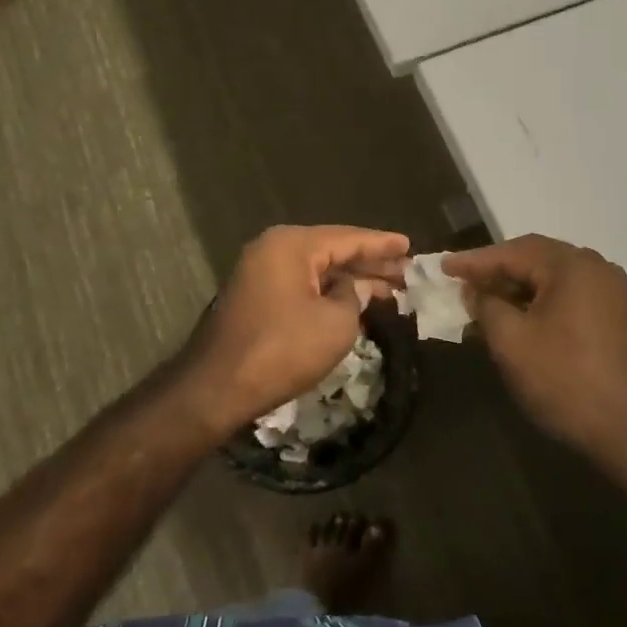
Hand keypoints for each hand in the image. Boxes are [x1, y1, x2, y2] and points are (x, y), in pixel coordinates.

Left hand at [182, 224, 409, 433]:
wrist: (217, 388)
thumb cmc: (282, 349)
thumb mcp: (335, 323)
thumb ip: (354, 296)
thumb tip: (355, 287)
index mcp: (292, 245)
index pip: (348, 238)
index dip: (382, 244)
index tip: (410, 245)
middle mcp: (274, 249)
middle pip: (333, 251)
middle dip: (370, 262)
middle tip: (406, 270)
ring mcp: (261, 273)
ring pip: (318, 270)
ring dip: (351, 280)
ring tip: (390, 288)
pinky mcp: (256, 298)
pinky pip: (302, 285)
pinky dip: (329, 292)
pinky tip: (354, 302)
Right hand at [446, 235, 626, 460]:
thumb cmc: (565, 380)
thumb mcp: (511, 342)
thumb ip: (486, 305)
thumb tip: (475, 290)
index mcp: (572, 265)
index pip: (512, 252)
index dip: (474, 261)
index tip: (443, 267)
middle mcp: (595, 266)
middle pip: (534, 258)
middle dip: (495, 270)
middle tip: (460, 281)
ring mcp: (609, 290)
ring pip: (550, 277)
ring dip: (515, 287)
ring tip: (482, 301)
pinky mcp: (614, 314)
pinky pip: (567, 294)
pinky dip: (538, 300)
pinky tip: (516, 317)